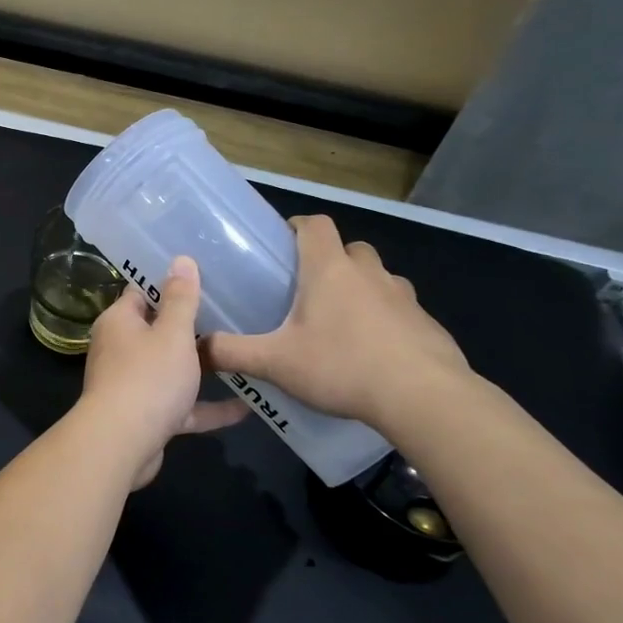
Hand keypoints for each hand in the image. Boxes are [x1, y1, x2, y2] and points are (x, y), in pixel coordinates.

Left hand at [79, 256, 246, 486]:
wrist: (121, 444)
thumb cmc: (147, 378)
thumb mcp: (172, 333)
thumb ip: (181, 298)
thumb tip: (180, 259)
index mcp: (119, 322)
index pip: (141, 293)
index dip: (168, 284)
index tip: (202, 277)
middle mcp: (120, 350)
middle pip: (157, 331)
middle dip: (190, 327)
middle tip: (232, 313)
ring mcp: (132, 385)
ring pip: (170, 370)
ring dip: (201, 368)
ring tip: (241, 356)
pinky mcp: (146, 417)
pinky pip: (181, 406)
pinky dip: (207, 407)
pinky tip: (246, 408)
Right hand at [201, 215, 469, 432]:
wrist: (424, 398)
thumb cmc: (342, 366)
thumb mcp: (275, 363)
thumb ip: (231, 352)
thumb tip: (195, 348)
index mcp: (329, 270)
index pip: (315, 225)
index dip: (298, 226)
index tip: (283, 242)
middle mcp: (369, 273)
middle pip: (350, 248)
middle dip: (330, 259)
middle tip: (307, 288)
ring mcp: (404, 297)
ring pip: (378, 277)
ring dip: (360, 287)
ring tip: (340, 321)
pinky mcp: (427, 324)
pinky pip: (400, 309)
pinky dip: (385, 319)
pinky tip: (372, 352)